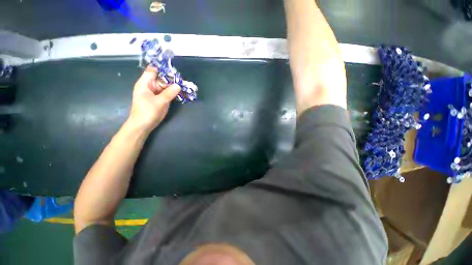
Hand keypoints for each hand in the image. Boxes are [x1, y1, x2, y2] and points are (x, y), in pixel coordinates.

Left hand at [127, 67, 180, 131]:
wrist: (142, 126)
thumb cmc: (147, 112)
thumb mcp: (160, 102)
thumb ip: (169, 93)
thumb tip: (179, 85)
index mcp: (145, 83)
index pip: (153, 71)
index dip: (163, 70)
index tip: (175, 72)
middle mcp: (149, 86)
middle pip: (161, 78)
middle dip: (172, 79)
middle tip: (184, 81)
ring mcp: (154, 93)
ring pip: (165, 86)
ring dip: (174, 87)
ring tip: (185, 86)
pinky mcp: (158, 99)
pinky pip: (166, 93)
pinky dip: (173, 93)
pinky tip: (181, 93)